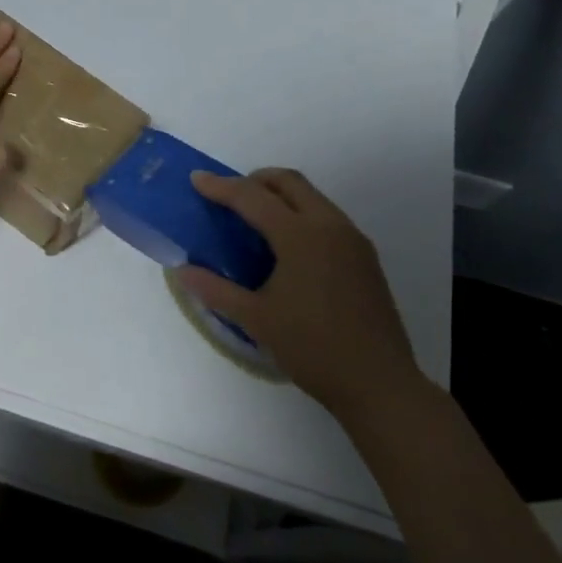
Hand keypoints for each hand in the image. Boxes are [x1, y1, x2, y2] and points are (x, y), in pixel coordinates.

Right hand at [177, 169, 427, 413]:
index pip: (252, 197)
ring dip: (280, 196)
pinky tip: (288, 248)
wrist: (379, 384)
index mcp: (300, 235)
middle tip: (229, 196)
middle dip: (255, 180)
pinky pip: (327, 217)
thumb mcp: (256, 319)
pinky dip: (301, 215)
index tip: (196, 179)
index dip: (220, 186)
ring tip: (255, 221)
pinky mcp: (365, 256)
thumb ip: (216, 290)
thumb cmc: (312, 348)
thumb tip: (182, 272)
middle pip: (288, 182)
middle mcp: (329, 225)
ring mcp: (352, 239)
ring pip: (311, 197)